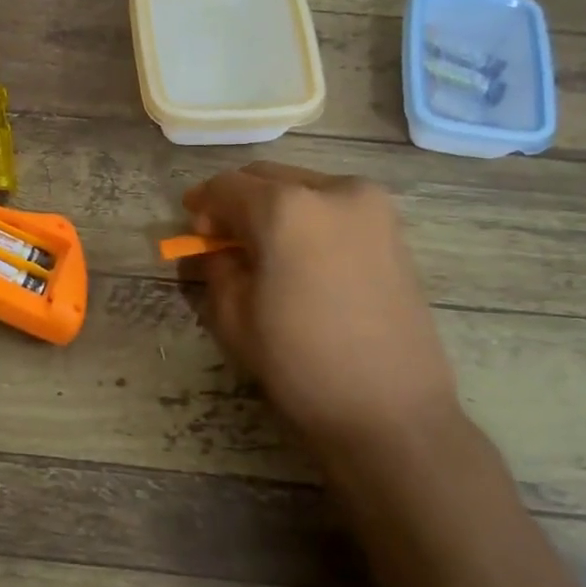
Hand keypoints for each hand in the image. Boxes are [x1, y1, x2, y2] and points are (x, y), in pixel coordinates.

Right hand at [181, 162, 460, 454]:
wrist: (390, 408)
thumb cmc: (301, 363)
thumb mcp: (235, 317)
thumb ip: (217, 267)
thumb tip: (213, 249)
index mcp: (286, 208)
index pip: (227, 187)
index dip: (201, 204)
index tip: (191, 227)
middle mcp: (332, 190)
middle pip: (268, 178)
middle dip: (238, 201)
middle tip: (221, 238)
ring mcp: (372, 206)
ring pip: (304, 187)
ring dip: (274, 206)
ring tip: (263, 249)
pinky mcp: (394, 228)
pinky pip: (334, 206)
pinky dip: (308, 217)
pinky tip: (300, 255)